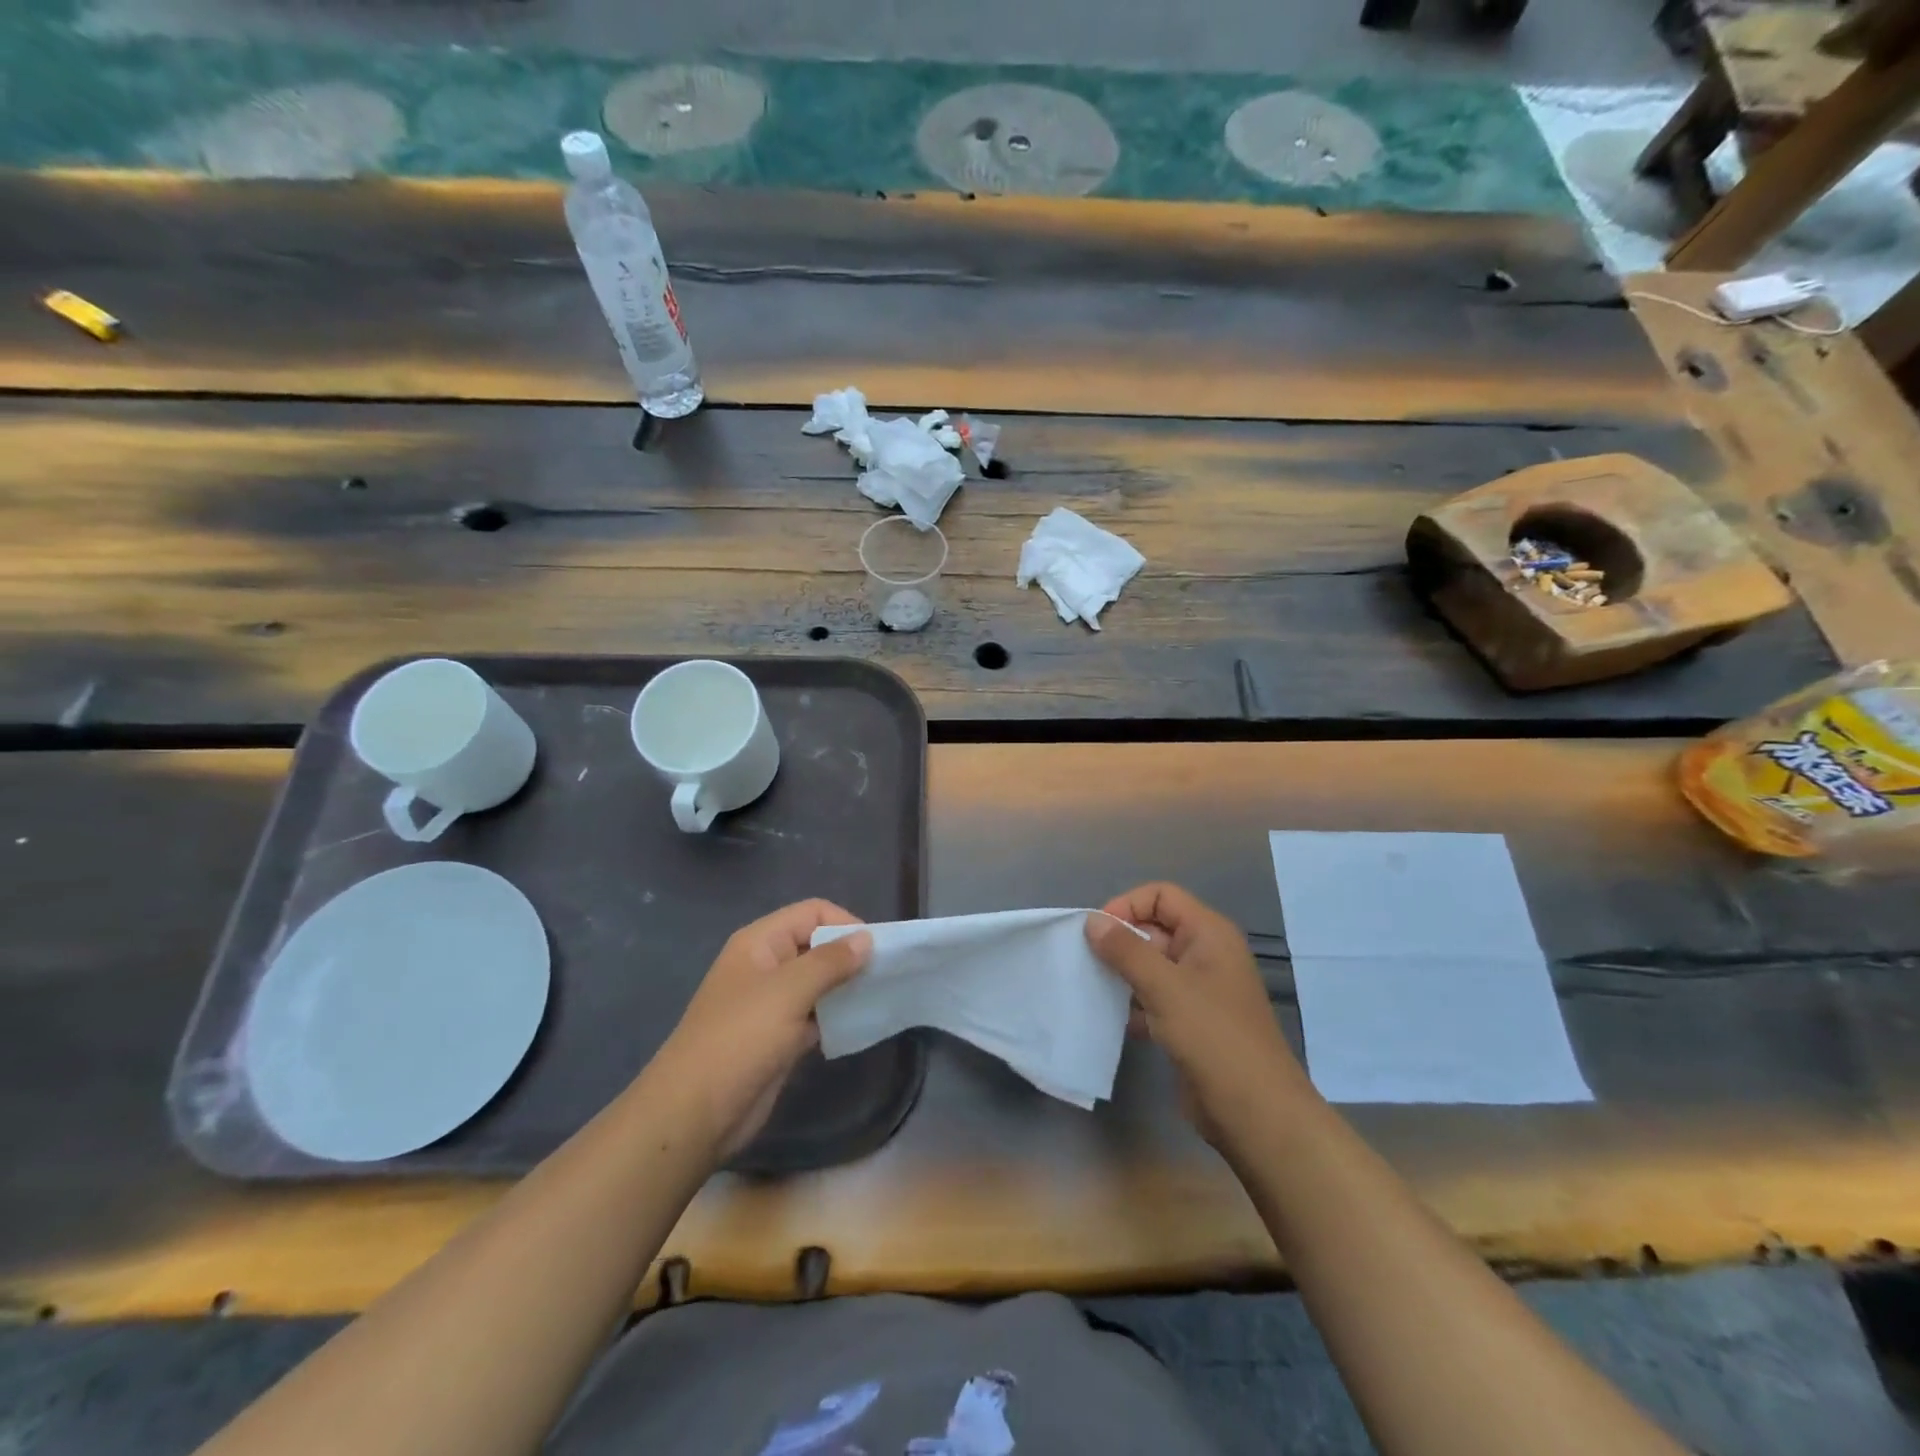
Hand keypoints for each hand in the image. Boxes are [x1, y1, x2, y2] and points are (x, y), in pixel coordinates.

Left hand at [652, 900, 871, 1160]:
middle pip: (817, 945)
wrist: (695, 1113)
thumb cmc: (740, 1039)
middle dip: (851, 956)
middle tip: (886, 975)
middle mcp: (766, 966)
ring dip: (846, 988)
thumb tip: (867, 939)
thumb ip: (830, 961)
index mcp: (760, 943)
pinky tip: (860, 1025)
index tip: (877, 951)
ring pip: (818, 983)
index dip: (845, 923)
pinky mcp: (778, 1038)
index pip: (812, 913)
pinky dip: (836, 1017)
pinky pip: (815, 1015)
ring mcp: (771, 1004)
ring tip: (880, 998)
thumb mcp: (788, 991)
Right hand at [1087, 883, 1306, 1147]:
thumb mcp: (1165, 986)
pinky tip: (1111, 1019)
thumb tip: (1092, 921)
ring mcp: (1199, 991)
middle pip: (1154, 929)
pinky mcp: (1191, 1023)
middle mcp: (1205, 955)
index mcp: (1209, 934)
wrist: (1255, 1113)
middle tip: (1087, 961)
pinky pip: (1154, 999)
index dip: (1127, 905)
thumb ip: (1126, 950)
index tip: (1097, 933)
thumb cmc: (1213, 1037)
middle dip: (1120, 941)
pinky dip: (1133, 1004)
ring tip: (1092, 987)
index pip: (1161, 896)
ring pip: (1152, 967)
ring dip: (1123, 974)